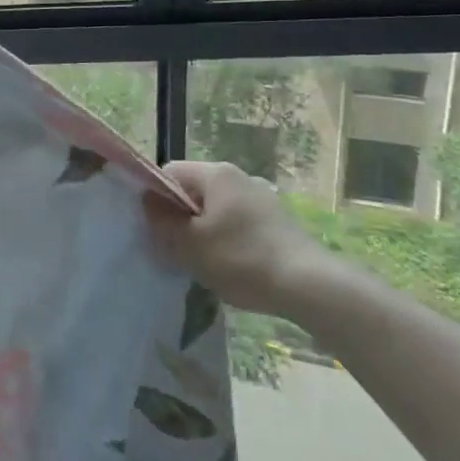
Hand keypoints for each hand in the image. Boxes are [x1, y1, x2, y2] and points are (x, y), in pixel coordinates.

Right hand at [143, 160, 334, 319]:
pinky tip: (232, 268)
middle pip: (194, 192)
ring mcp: (262, 199)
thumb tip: (148, 202)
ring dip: (204, 233)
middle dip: (181, 219)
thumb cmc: (242, 259)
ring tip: (204, 263)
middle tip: (177, 249)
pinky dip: (228, 242)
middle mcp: (240, 177)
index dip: (156, 199)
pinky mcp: (278, 222)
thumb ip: (161, 221)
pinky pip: (238, 225)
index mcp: (216, 174)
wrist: (310, 287)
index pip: (170, 173)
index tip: (156, 229)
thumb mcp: (189, 244)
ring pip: (216, 211)